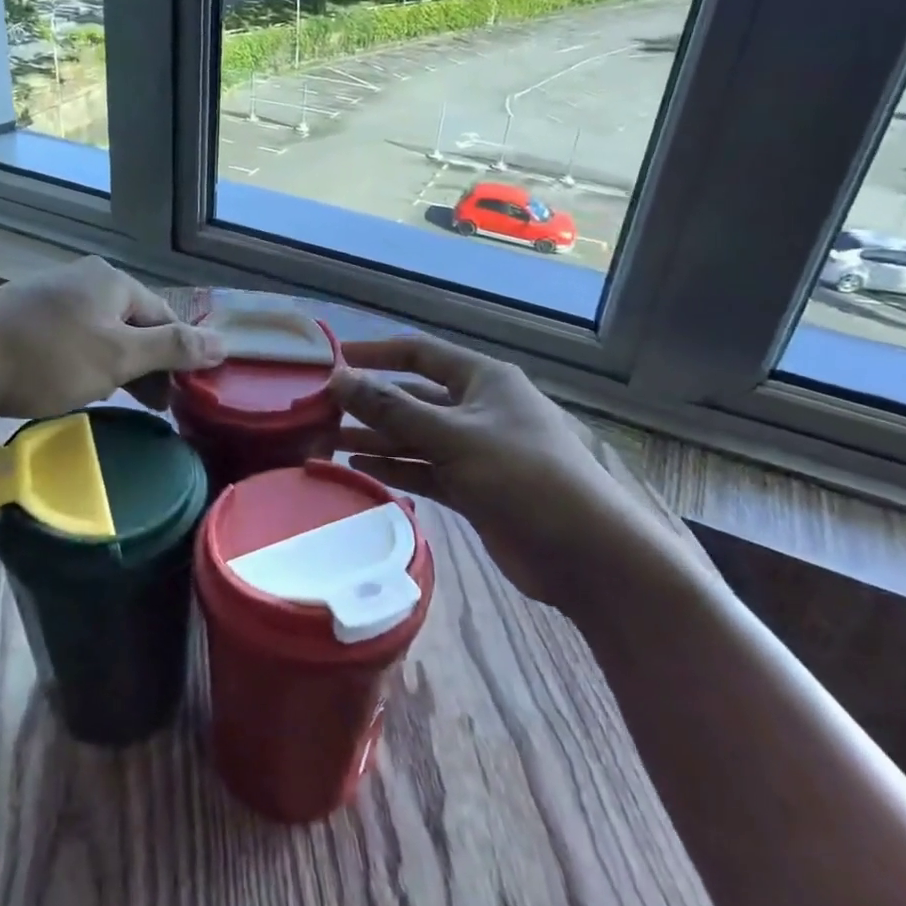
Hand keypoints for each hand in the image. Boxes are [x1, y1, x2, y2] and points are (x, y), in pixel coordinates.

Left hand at [0, 258, 223, 424]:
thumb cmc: (44, 359)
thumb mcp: (117, 357)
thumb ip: (172, 348)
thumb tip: (225, 341)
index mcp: (111, 280)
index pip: (165, 317)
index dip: (178, 358)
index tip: (180, 401)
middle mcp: (83, 280)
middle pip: (133, 324)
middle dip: (147, 365)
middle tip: (153, 409)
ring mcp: (49, 298)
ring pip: (101, 335)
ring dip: (116, 369)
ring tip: (118, 404)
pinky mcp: (23, 321)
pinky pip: (70, 343)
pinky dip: (83, 366)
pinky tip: (76, 390)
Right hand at [330, 334, 700, 613]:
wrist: (585, 553)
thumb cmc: (523, 475)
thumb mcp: (453, 436)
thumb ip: (392, 408)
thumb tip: (338, 378)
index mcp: (482, 379)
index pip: (419, 353)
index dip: (376, 353)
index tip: (333, 359)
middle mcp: (477, 408)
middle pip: (413, 396)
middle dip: (370, 402)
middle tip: (319, 410)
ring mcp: (475, 450)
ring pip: (415, 436)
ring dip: (376, 437)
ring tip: (326, 440)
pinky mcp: (473, 488)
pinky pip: (424, 468)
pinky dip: (395, 467)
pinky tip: (359, 466)